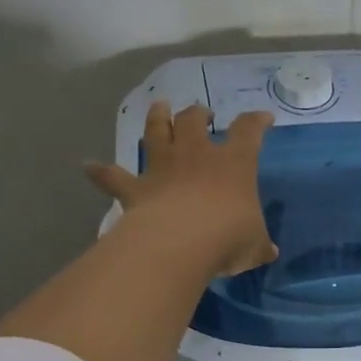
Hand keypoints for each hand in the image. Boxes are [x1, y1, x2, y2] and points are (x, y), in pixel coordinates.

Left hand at [86, 103, 276, 278]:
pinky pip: (113, 177)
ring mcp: (162, 168)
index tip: (263, 118)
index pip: (248, 131)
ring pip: (157, 132)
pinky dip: (101, 171)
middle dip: (199, 113)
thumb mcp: (255, 245)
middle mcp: (196, 155)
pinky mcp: (135, 188)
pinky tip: (89, 166)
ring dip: (157, 118)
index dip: (257, 122)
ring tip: (159, 107)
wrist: (179, 244)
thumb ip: (260, 245)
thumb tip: (270, 252)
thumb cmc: (227, 237)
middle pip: (194, 121)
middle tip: (202, 113)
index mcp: (234, 163)